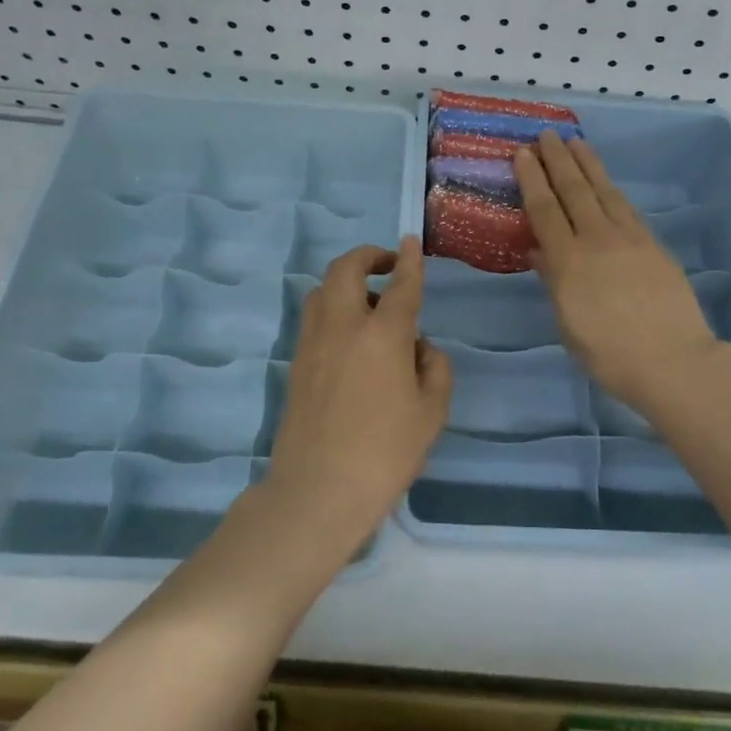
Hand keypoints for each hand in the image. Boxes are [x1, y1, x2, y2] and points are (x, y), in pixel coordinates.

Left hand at [263, 237, 452, 548]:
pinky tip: (349, 335)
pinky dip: (331, 307)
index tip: (409, 241)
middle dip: (368, 256)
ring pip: (321, 289)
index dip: (408, 260)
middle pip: (347, 269)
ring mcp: (312, 342)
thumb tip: (420, 346)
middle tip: (387, 264)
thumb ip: (435, 368)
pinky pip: (313, 316)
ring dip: (346, 281)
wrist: (318, 489)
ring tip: (369, 303)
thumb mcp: (432, 412)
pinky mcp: (295, 362)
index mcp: (383, 335)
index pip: (401, 284)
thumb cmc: (385, 452)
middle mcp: (343, 326)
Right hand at [513, 132, 721, 414]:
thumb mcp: (569, 324)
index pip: (544, 210)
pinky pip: (626, 208)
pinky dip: (612, 189)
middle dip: (557, 160)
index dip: (532, 179)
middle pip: (573, 191)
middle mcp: (597, 240)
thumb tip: (538, 251)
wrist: (673, 360)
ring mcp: (629, 239)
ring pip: (603, 191)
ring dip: (587, 165)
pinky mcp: (653, 244)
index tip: (523, 154)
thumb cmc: (610, 354)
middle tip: (546, 135)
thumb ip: (554, 282)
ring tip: (576, 142)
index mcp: (568, 262)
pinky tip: (607, 183)